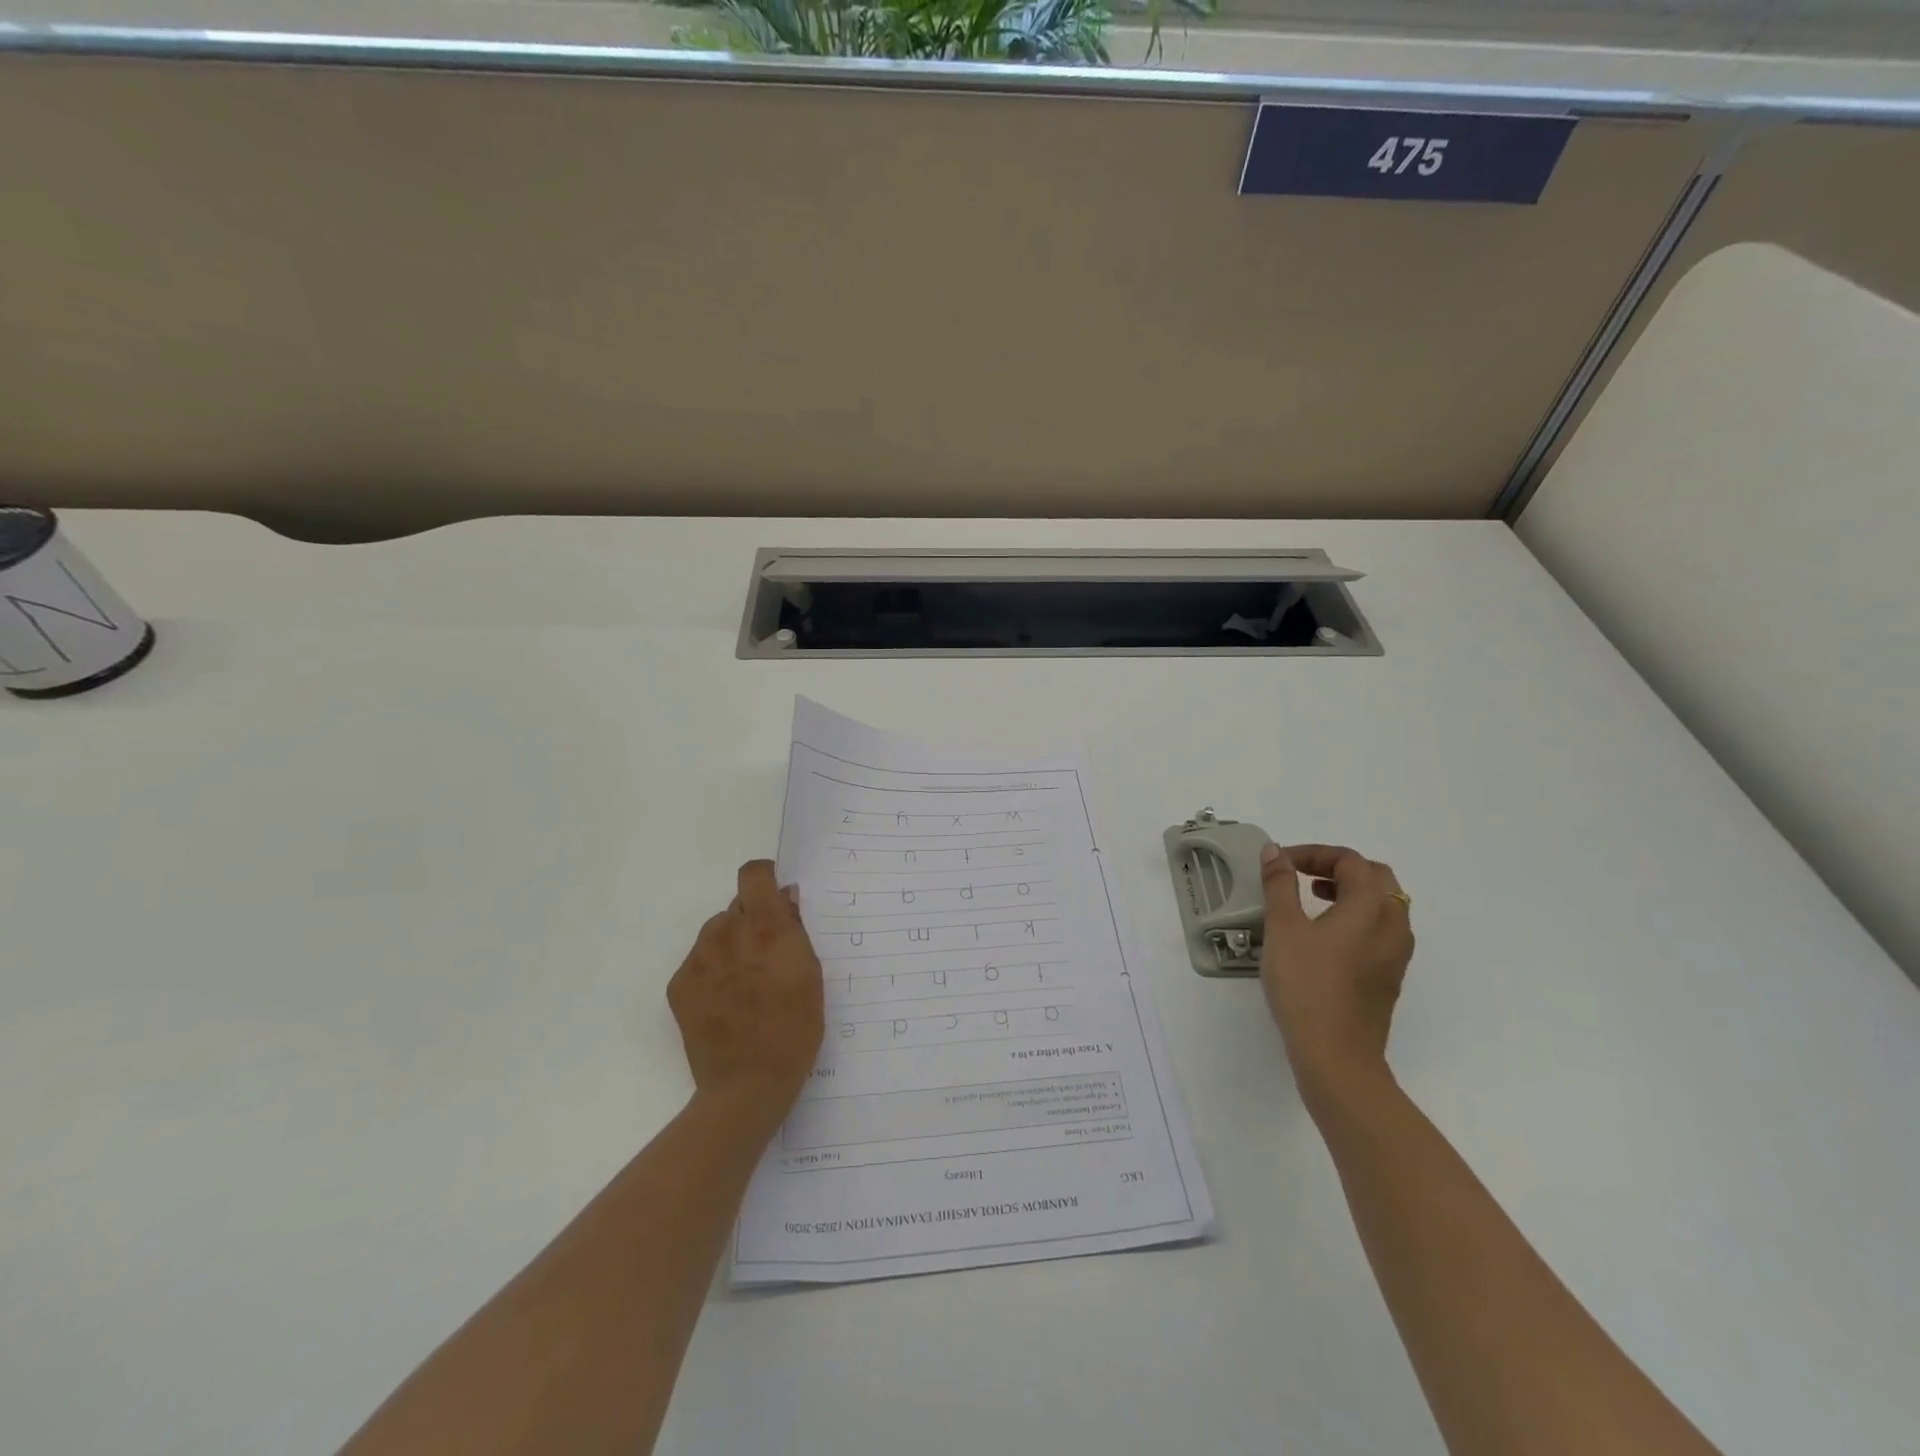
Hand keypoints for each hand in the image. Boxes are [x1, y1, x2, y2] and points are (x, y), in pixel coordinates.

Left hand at [668, 861, 824, 1123]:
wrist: (747, 1084)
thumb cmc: (795, 1028)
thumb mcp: (811, 974)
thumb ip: (795, 929)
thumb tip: (784, 898)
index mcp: (765, 927)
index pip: (753, 875)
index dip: (764, 880)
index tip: (774, 898)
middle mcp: (727, 933)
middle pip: (736, 907)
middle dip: (751, 921)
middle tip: (765, 956)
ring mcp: (699, 958)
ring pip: (715, 932)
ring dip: (730, 945)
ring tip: (744, 983)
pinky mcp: (679, 984)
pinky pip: (698, 960)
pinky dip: (712, 971)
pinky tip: (726, 1001)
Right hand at [1258, 843, 1413, 1108]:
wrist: (1336, 1055)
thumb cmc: (1306, 985)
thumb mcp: (1283, 928)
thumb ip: (1279, 884)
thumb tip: (1275, 852)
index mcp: (1371, 906)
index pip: (1350, 861)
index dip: (1315, 854)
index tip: (1281, 864)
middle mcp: (1393, 924)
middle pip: (1376, 877)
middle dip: (1338, 868)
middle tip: (1302, 875)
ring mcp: (1396, 953)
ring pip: (1383, 904)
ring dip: (1350, 891)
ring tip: (1313, 899)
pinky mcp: (1390, 976)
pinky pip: (1381, 929)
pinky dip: (1357, 916)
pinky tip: (1326, 936)